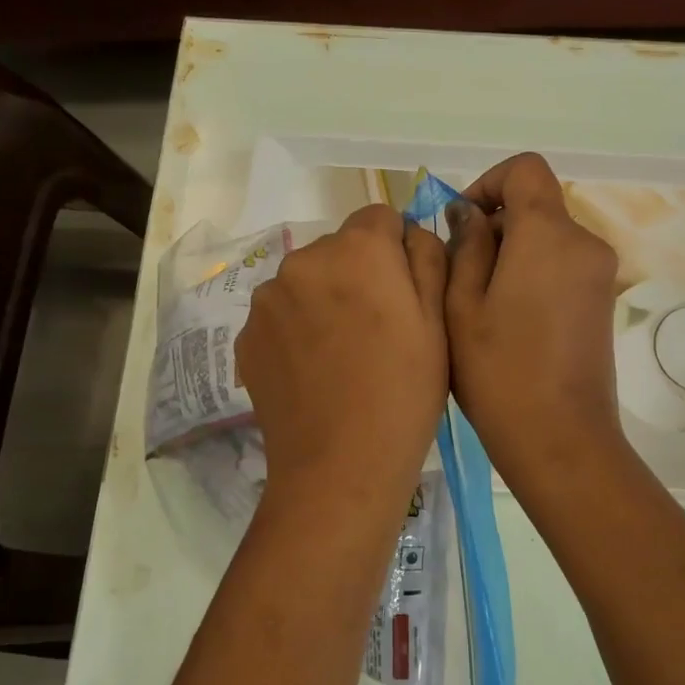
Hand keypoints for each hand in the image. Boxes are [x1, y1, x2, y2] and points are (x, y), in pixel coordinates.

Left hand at [236, 205, 447, 506]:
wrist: (340, 467)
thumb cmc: (404, 394)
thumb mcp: (439, 323)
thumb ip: (428, 258)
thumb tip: (410, 233)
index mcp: (357, 250)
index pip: (379, 217)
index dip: (397, 249)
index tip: (406, 292)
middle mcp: (303, 260)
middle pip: (339, 248)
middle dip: (359, 272)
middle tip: (378, 329)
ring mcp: (267, 299)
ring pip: (306, 280)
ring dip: (324, 299)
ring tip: (343, 354)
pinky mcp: (246, 336)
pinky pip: (281, 314)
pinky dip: (297, 329)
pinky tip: (314, 371)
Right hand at [445, 154, 627, 493]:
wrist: (561, 438)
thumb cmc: (498, 372)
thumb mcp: (461, 305)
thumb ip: (465, 247)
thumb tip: (469, 215)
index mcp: (548, 234)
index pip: (525, 169)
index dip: (488, 183)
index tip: (461, 224)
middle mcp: (584, 242)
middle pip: (536, 205)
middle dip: (495, 225)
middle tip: (458, 274)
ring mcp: (600, 273)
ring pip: (548, 237)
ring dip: (512, 252)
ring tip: (479, 303)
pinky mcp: (603, 301)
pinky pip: (563, 264)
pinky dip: (534, 272)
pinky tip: (510, 320)